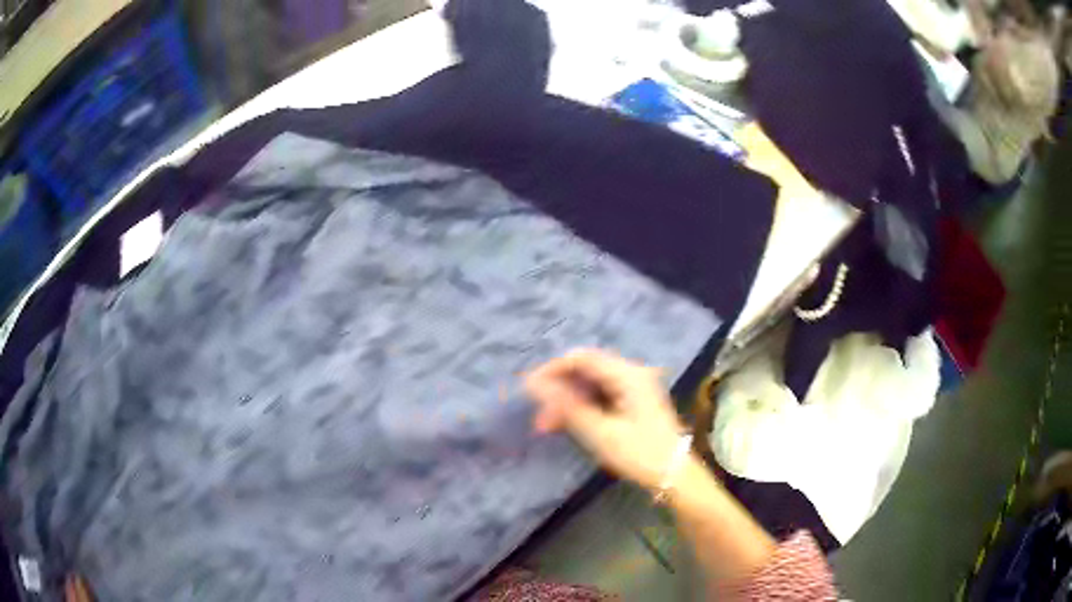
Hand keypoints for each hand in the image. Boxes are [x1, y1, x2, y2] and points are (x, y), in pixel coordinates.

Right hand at [524, 349, 687, 489]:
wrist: (675, 475)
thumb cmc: (640, 454)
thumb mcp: (600, 432)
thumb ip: (566, 405)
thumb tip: (533, 383)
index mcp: (628, 375)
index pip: (582, 358)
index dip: (553, 369)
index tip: (529, 388)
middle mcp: (631, 374)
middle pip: (585, 370)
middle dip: (558, 389)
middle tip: (538, 413)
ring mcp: (633, 388)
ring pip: (590, 385)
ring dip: (567, 402)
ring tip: (546, 426)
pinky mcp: (632, 402)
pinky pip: (600, 396)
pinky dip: (581, 409)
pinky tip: (564, 426)